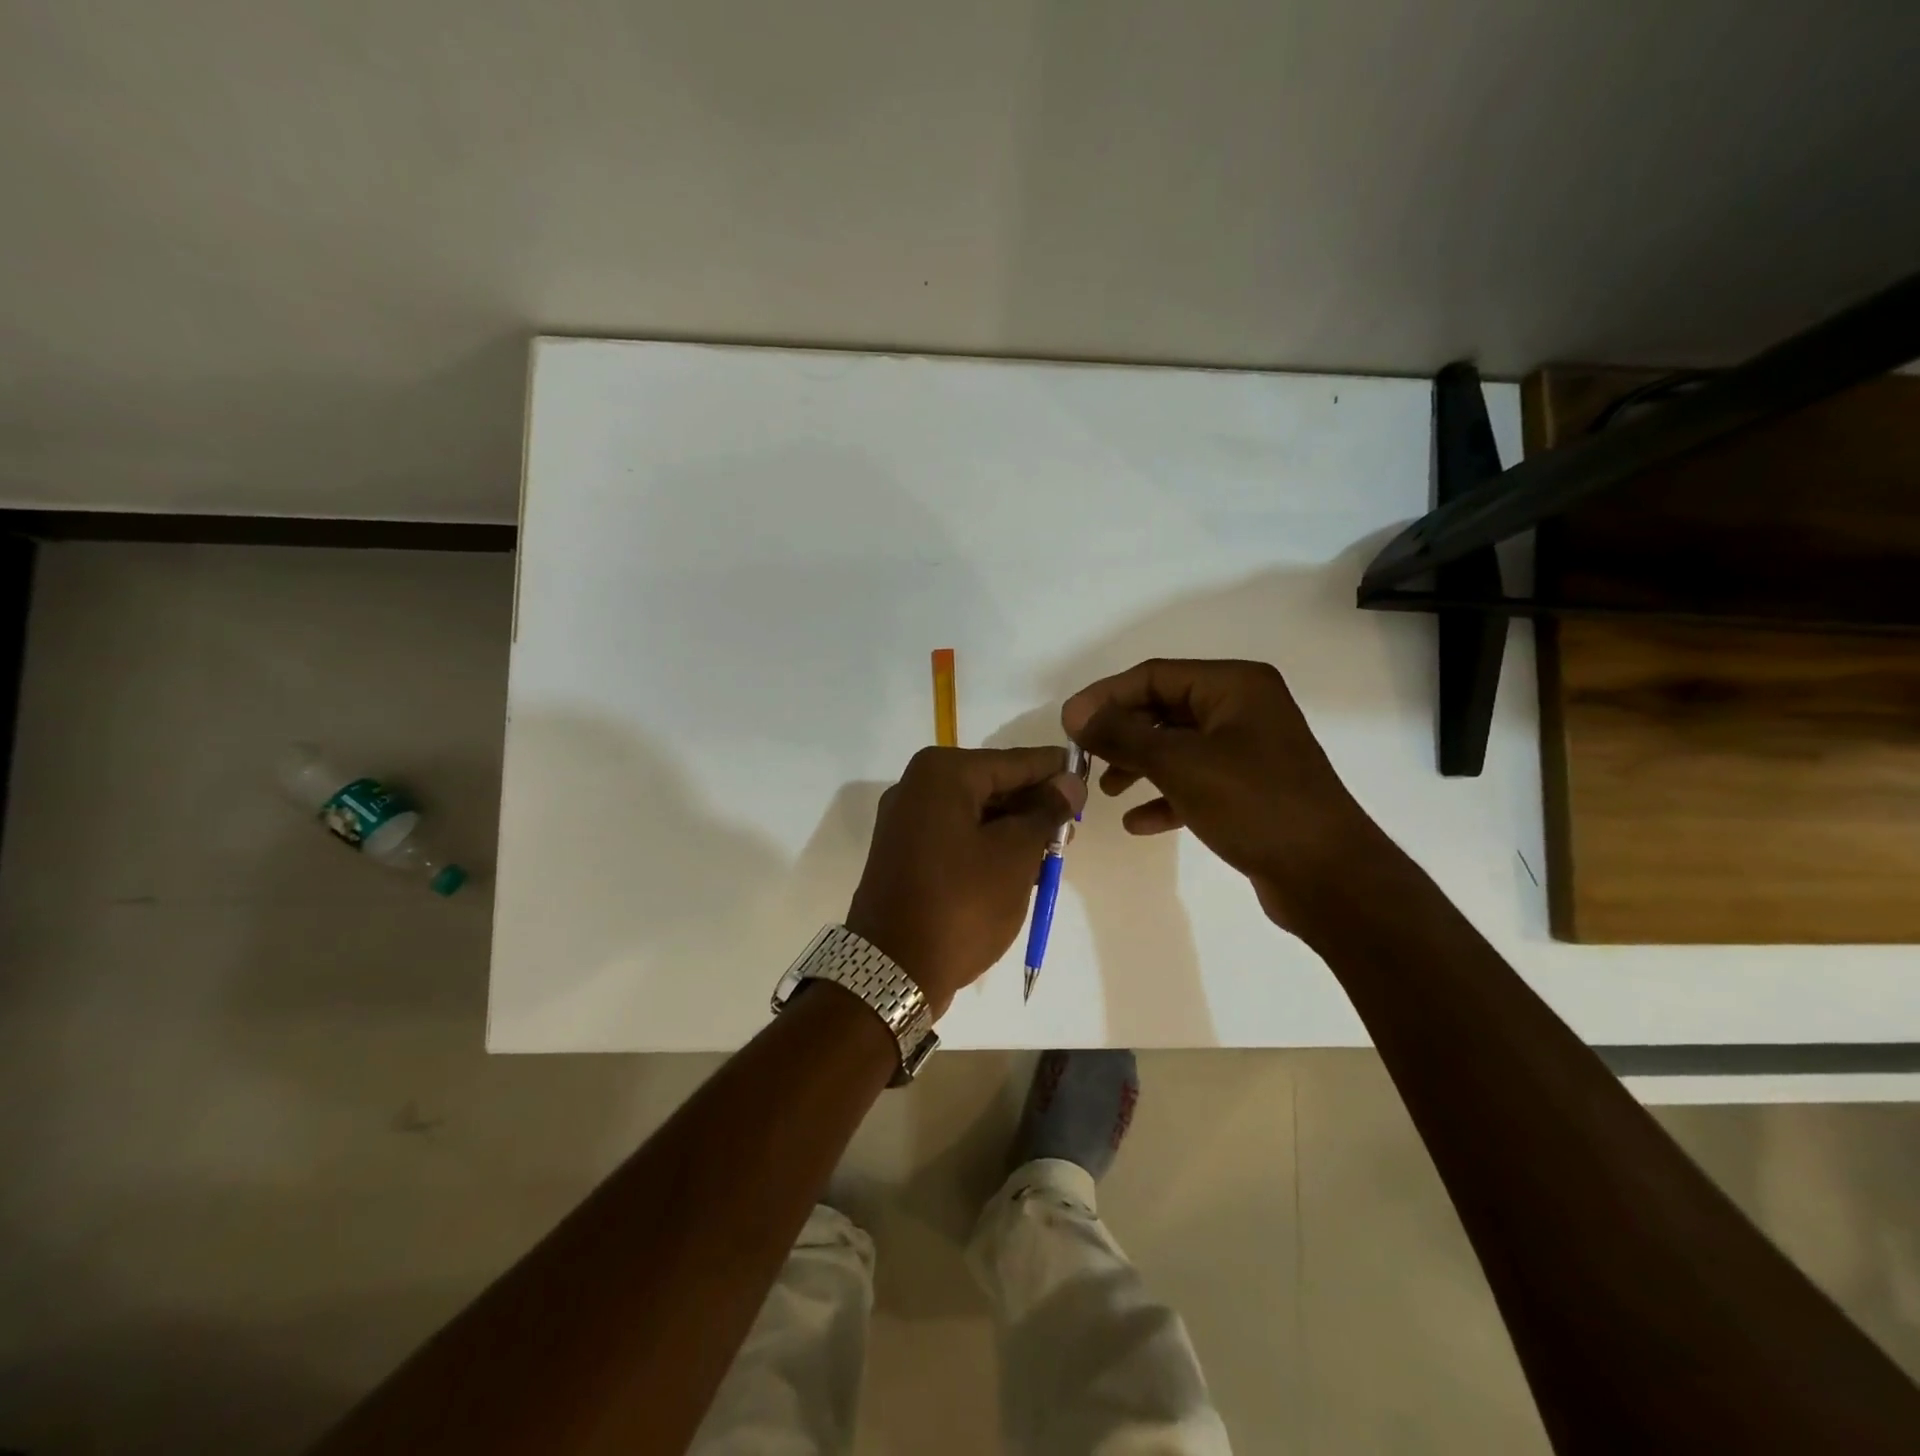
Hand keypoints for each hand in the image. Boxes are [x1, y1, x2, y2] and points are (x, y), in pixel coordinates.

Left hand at [846, 747, 1086, 1016]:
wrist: (892, 970)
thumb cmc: (962, 904)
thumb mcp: (1015, 855)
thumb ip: (1046, 812)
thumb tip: (1069, 782)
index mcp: (941, 773)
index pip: (1014, 761)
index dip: (1054, 770)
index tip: (1089, 778)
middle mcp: (916, 786)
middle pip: (992, 784)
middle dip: (1034, 804)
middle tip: (1072, 826)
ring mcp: (905, 821)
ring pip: (975, 812)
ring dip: (1013, 828)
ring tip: (1052, 851)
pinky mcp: (903, 853)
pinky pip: (956, 835)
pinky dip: (987, 845)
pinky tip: (1018, 866)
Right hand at [1061, 659, 1386, 928]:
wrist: (1328, 876)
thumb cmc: (1254, 805)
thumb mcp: (1180, 764)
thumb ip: (1123, 735)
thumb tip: (1076, 713)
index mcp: (1234, 686)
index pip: (1154, 676)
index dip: (1106, 696)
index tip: (1069, 724)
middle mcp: (1243, 709)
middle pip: (1164, 710)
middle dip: (1122, 734)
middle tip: (1084, 758)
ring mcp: (1248, 751)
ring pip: (1178, 747)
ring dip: (1138, 765)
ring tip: (1107, 791)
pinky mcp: (1249, 790)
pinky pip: (1195, 782)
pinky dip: (1165, 796)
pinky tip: (1138, 822)